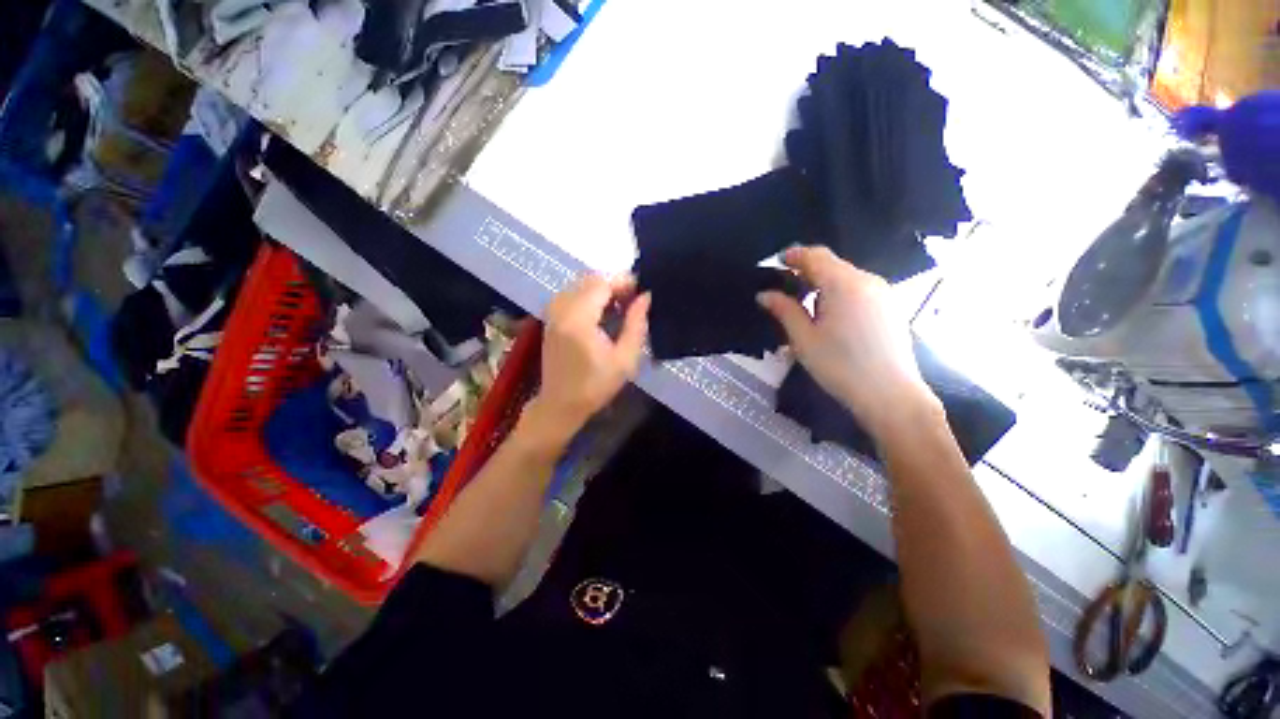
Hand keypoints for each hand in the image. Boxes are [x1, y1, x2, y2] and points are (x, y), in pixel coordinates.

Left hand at [524, 274, 650, 446]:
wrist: (560, 404)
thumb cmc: (596, 386)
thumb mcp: (625, 359)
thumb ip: (637, 324)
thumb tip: (645, 297)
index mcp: (579, 319)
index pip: (601, 283)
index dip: (623, 282)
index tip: (641, 291)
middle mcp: (561, 310)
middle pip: (589, 279)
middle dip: (613, 284)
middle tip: (632, 300)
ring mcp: (552, 313)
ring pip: (579, 284)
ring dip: (600, 290)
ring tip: (619, 307)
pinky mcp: (550, 319)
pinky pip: (570, 294)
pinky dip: (588, 296)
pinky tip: (601, 313)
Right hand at [757, 247, 939, 439]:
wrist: (890, 395)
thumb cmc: (839, 366)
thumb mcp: (804, 339)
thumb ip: (784, 310)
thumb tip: (764, 294)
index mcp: (844, 284)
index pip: (816, 256)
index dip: (794, 255)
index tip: (776, 262)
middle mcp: (867, 280)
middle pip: (832, 264)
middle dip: (806, 270)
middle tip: (784, 287)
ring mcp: (883, 293)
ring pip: (846, 277)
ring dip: (822, 283)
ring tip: (804, 304)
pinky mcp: (890, 307)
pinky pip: (859, 289)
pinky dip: (839, 293)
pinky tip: (829, 314)